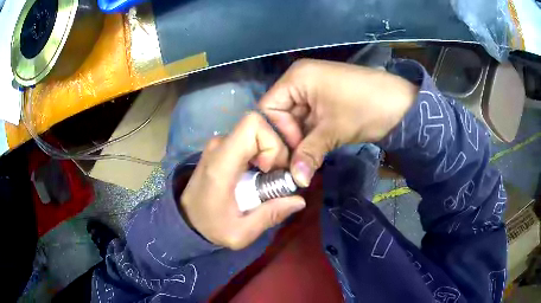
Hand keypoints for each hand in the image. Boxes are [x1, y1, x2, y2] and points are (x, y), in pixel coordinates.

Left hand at [180, 113, 305, 249]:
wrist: (187, 219)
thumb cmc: (210, 226)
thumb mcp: (240, 233)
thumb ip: (270, 216)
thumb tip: (300, 200)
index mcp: (221, 163)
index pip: (253, 125)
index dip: (272, 143)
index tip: (271, 170)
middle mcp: (219, 146)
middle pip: (259, 126)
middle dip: (277, 148)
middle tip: (276, 176)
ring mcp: (220, 144)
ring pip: (257, 132)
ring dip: (271, 151)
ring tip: (270, 177)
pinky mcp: (222, 148)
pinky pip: (250, 140)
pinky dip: (263, 152)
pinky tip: (262, 173)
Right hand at [260, 59, 417, 186]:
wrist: (402, 104)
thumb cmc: (365, 108)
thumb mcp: (334, 130)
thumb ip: (308, 154)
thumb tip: (295, 181)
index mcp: (296, 78)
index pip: (268, 108)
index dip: (273, 134)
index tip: (284, 158)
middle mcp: (300, 81)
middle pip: (280, 115)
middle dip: (287, 141)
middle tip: (293, 166)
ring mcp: (313, 92)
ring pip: (294, 121)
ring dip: (298, 142)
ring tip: (301, 164)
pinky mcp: (325, 103)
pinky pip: (308, 121)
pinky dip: (308, 138)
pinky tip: (311, 154)